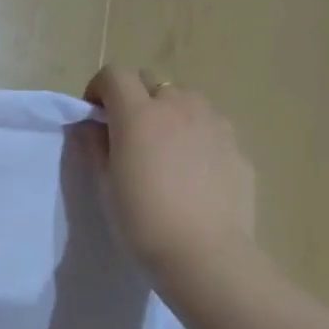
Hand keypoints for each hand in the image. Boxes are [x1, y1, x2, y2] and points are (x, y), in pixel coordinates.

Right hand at [83, 68, 256, 295]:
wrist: (203, 254)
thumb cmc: (142, 221)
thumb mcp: (105, 185)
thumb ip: (95, 147)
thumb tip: (91, 127)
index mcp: (139, 115)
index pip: (114, 75)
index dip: (99, 89)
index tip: (94, 116)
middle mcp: (179, 107)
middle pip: (152, 82)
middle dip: (135, 99)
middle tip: (128, 135)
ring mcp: (214, 123)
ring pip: (186, 101)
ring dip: (169, 114)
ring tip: (164, 152)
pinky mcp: (237, 146)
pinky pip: (210, 128)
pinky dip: (195, 137)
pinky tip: (192, 174)